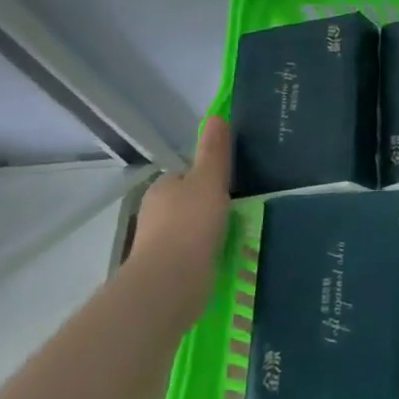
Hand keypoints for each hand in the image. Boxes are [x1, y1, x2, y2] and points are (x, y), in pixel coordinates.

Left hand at [132, 116, 231, 285]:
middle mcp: (156, 213)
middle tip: (243, 209)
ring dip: (210, 231)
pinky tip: (226, 256)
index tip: (233, 184)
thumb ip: (214, 152)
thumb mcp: (209, 181)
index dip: (209, 177)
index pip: (186, 175)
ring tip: (240, 234)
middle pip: (189, 202)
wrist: (171, 281)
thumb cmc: (190, 224)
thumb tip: (216, 116)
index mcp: (162, 188)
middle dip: (211, 205)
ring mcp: (160, 243)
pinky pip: (194, 253)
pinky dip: (208, 253)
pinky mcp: (169, 268)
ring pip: (191, 229)